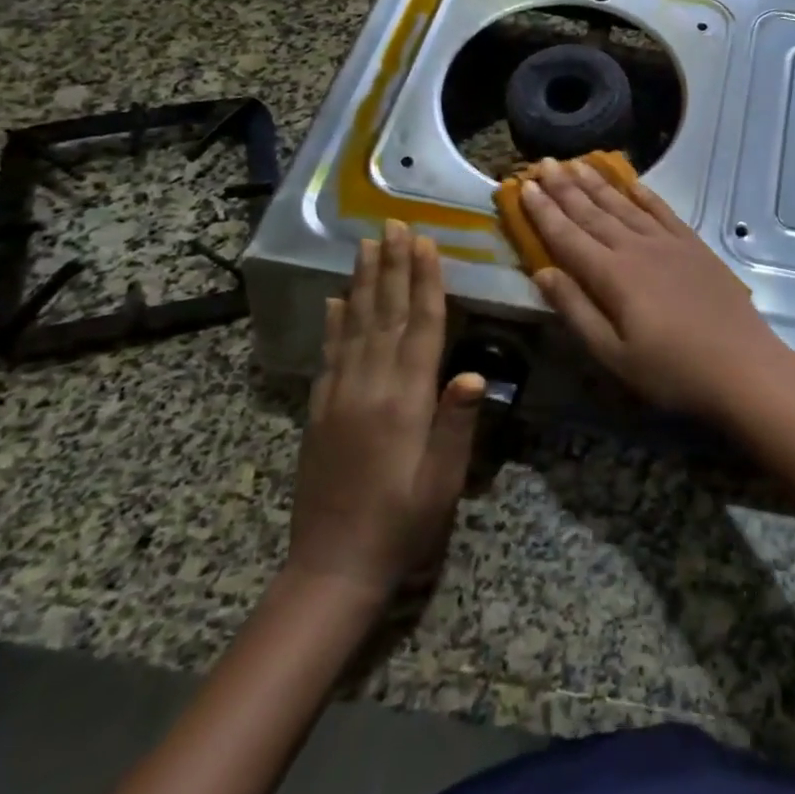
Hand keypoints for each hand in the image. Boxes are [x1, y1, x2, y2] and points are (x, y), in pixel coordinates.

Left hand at [286, 221, 483, 603]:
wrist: (333, 568)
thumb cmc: (402, 524)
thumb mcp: (442, 481)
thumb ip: (456, 424)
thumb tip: (474, 374)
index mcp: (404, 401)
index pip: (418, 328)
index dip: (424, 283)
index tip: (426, 244)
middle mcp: (368, 388)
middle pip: (383, 315)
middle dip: (392, 267)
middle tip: (394, 225)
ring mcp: (339, 397)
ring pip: (352, 326)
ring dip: (362, 282)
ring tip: (366, 245)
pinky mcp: (320, 411)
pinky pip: (329, 354)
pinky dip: (333, 322)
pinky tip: (335, 300)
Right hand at [521, 159, 794, 421]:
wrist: (742, 365)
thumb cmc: (672, 370)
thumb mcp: (613, 354)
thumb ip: (576, 310)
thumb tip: (542, 272)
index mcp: (612, 276)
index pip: (568, 236)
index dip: (544, 212)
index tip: (524, 186)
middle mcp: (637, 248)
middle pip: (593, 212)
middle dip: (565, 187)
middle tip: (543, 162)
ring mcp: (669, 243)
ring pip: (625, 205)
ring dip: (598, 184)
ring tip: (576, 163)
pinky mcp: (694, 246)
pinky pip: (662, 211)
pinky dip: (644, 194)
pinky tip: (632, 183)